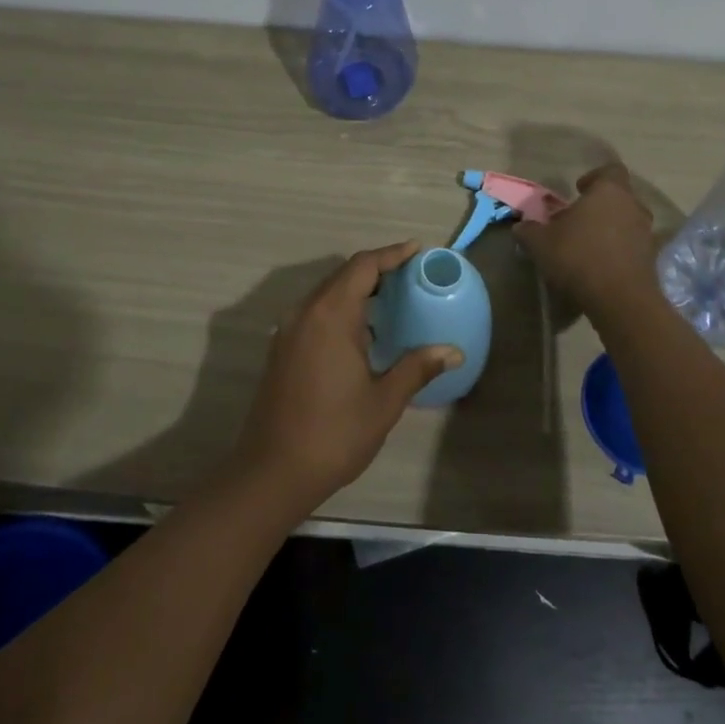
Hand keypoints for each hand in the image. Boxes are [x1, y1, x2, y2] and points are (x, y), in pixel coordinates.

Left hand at [233, 242, 461, 512]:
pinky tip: (361, 332)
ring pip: (326, 293)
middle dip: (376, 269)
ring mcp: (288, 330)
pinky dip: (340, 308)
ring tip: (391, 300)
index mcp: (330, 316)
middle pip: (343, 275)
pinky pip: (315, 312)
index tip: (416, 250)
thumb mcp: (383, 402)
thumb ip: (416, 368)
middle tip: (410, 275)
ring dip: (357, 289)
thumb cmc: (333, 434)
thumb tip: (453, 351)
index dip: (391, 255)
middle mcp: (305, 312)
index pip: (362, 267)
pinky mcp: (281, 349)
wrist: (271, 472)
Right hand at [514, 162, 658, 317]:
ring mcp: (646, 233)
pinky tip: (601, 266)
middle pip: (619, 197)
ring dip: (611, 229)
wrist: (620, 299)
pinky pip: (633, 246)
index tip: (578, 190)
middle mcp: (633, 206)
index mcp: (609, 191)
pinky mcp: (651, 259)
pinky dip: (620, 251)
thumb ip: (529, 231)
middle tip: (578, 220)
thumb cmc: (578, 257)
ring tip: (588, 245)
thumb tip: (520, 226)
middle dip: (600, 206)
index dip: (594, 178)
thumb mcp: (541, 243)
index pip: (609, 171)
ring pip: (627, 221)